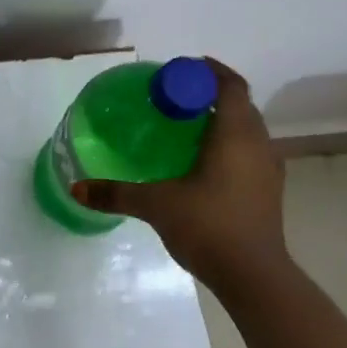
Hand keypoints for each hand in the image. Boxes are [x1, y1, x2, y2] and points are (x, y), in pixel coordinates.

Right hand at [72, 58, 290, 296]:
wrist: (255, 278)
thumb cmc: (209, 226)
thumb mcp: (157, 205)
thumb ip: (117, 193)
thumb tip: (76, 188)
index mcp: (235, 134)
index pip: (230, 85)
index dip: (209, 71)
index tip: (182, 70)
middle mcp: (258, 144)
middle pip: (239, 105)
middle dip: (210, 95)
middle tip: (176, 99)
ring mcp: (269, 169)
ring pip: (247, 131)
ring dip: (222, 122)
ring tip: (187, 129)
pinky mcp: (270, 192)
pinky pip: (250, 154)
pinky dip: (229, 147)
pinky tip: (204, 166)